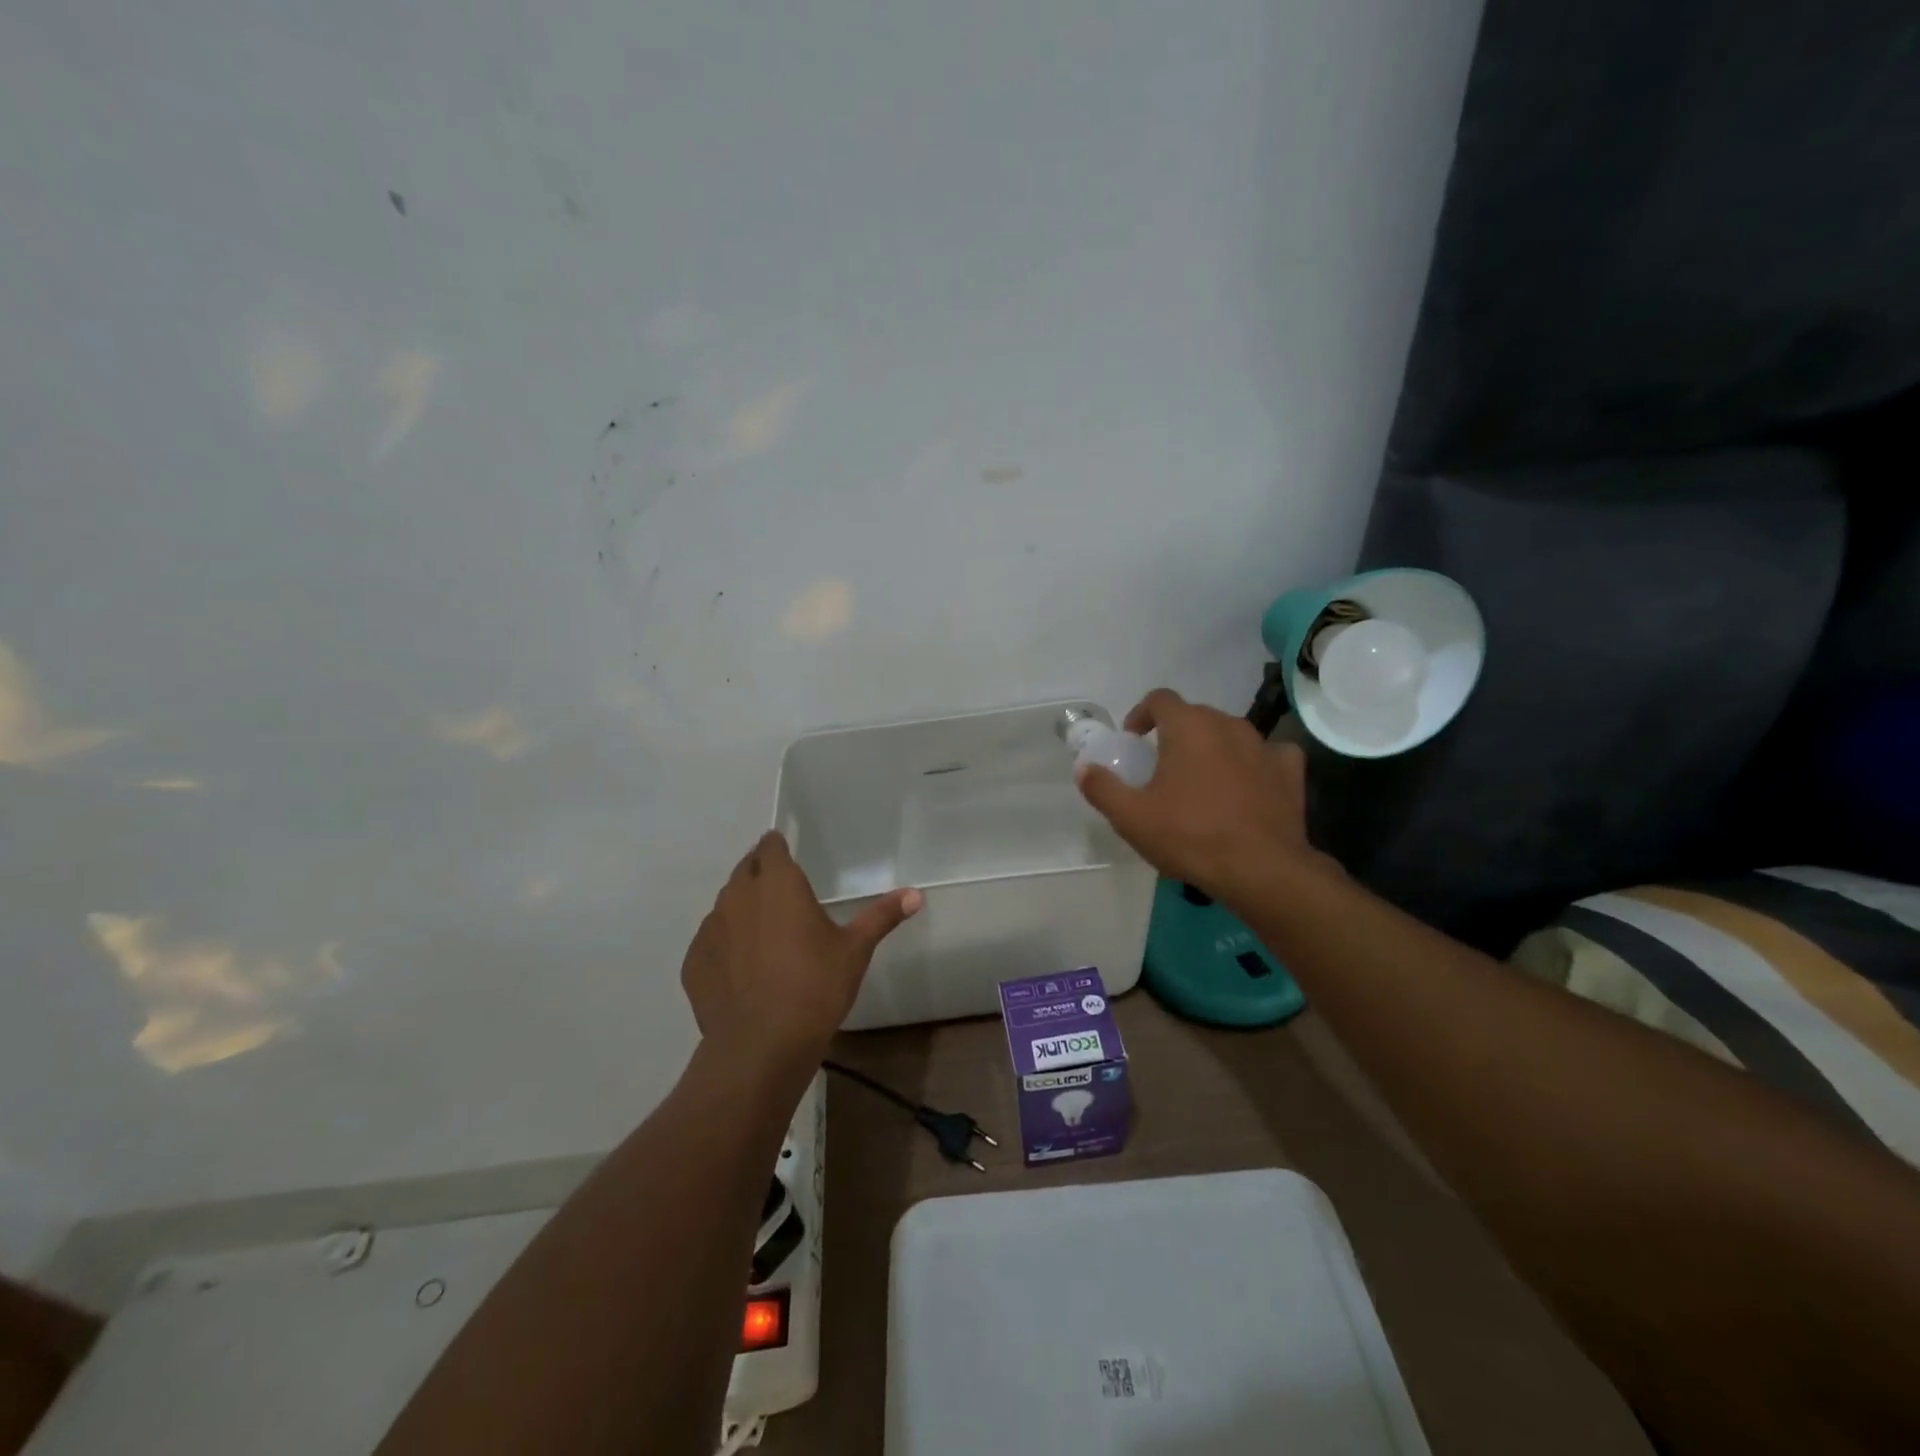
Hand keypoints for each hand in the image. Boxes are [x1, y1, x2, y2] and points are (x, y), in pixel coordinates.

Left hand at [681, 831, 921, 1068]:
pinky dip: (725, 944)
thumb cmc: (815, 987)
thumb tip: (916, 894)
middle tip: (782, 891)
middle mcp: (738, 896)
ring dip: (743, 908)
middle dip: (761, 872)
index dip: (777, 846)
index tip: (787, 852)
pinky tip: (743, 968)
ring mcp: (710, 929)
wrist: (761, 1046)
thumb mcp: (855, 950)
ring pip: (726, 904)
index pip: (770, 846)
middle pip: (746, 870)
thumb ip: (882, 916)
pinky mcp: (694, 961)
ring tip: (764, 931)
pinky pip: (711, 940)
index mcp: (778, 883)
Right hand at [1075, 688, 1335, 905]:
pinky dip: (1253, 763)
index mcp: (1188, 727)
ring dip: (1212, 748)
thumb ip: (1102, 788)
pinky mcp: (1289, 770)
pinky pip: (1267, 754)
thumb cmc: (1190, 836)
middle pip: (1195, 715)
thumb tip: (1084, 769)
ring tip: (1201, 781)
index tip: (1133, 740)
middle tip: (1161, 766)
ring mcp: (1263, 745)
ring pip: (1229, 733)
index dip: (1141, 714)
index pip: (1160, 699)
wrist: (1261, 870)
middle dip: (1175, 733)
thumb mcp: (1131, 817)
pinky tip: (1247, 784)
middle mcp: (1227, 724)